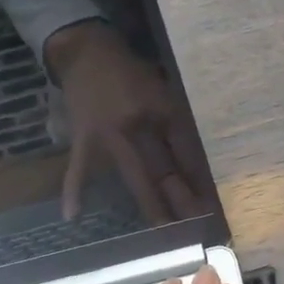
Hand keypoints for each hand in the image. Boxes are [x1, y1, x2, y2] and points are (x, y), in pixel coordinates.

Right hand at [45, 20, 207, 223]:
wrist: (87, 53)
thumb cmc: (130, 73)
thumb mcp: (163, 90)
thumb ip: (175, 124)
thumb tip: (192, 163)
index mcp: (161, 110)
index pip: (185, 150)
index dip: (199, 177)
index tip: (210, 201)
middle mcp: (137, 125)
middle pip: (163, 168)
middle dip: (181, 198)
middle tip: (196, 225)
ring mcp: (108, 136)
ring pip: (133, 176)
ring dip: (150, 205)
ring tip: (164, 230)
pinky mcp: (83, 140)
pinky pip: (79, 169)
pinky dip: (74, 191)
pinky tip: (73, 215)